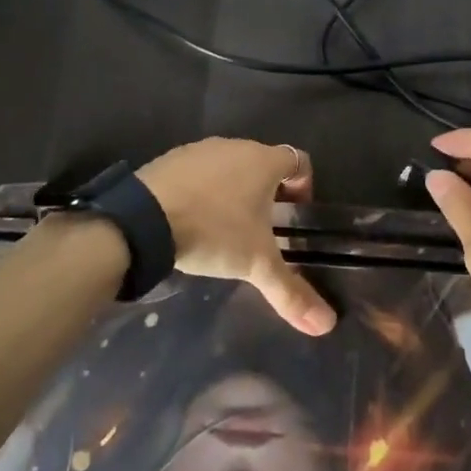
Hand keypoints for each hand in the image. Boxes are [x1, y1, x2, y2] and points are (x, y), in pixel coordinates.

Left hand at [136, 138, 335, 335]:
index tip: (296, 215)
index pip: (298, 160)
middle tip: (264, 229)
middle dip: (268, 192)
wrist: (143, 219)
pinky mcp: (170, 159)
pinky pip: (198, 172)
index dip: (304, 186)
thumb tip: (327, 325)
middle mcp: (235, 146)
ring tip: (227, 228)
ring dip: (234, 190)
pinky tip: (193, 220)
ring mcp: (200, 150)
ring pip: (229, 166)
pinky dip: (203, 190)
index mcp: (263, 161)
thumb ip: (291, 291)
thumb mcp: (256, 264)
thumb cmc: (212, 231)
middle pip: (263, 163)